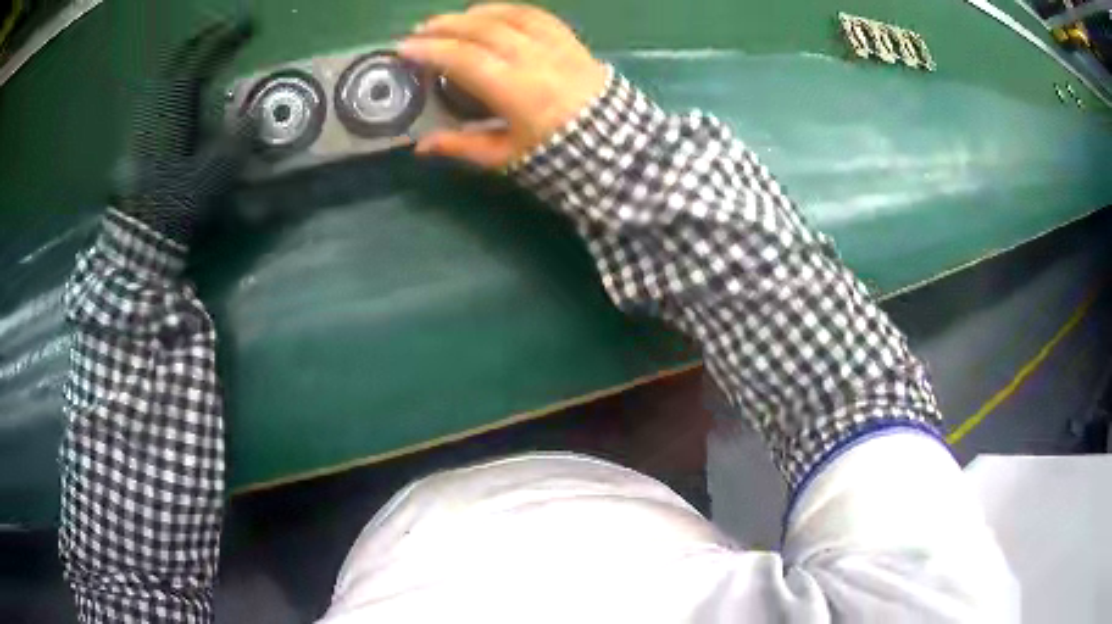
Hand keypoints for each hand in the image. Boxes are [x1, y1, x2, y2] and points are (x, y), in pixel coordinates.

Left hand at [115, 18, 254, 244]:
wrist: (138, 237)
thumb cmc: (173, 204)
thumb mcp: (211, 176)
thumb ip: (235, 142)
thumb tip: (254, 116)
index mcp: (173, 109)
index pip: (200, 59)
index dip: (224, 38)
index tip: (248, 23)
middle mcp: (156, 106)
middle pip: (178, 58)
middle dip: (203, 39)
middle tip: (226, 29)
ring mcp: (144, 119)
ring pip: (166, 75)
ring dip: (188, 58)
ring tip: (207, 53)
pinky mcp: (139, 134)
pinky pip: (158, 94)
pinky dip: (174, 81)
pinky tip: (184, 88)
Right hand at [399, 4, 608, 168]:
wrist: (615, 147)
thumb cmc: (559, 157)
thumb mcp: (507, 158)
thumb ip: (463, 146)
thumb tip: (421, 146)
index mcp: (517, 91)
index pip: (465, 60)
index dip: (431, 50)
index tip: (404, 49)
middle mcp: (536, 59)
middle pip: (483, 30)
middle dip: (446, 26)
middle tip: (420, 30)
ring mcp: (556, 45)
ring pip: (509, 16)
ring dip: (474, 14)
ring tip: (449, 20)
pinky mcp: (570, 40)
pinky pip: (535, 15)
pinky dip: (507, 10)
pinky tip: (490, 13)